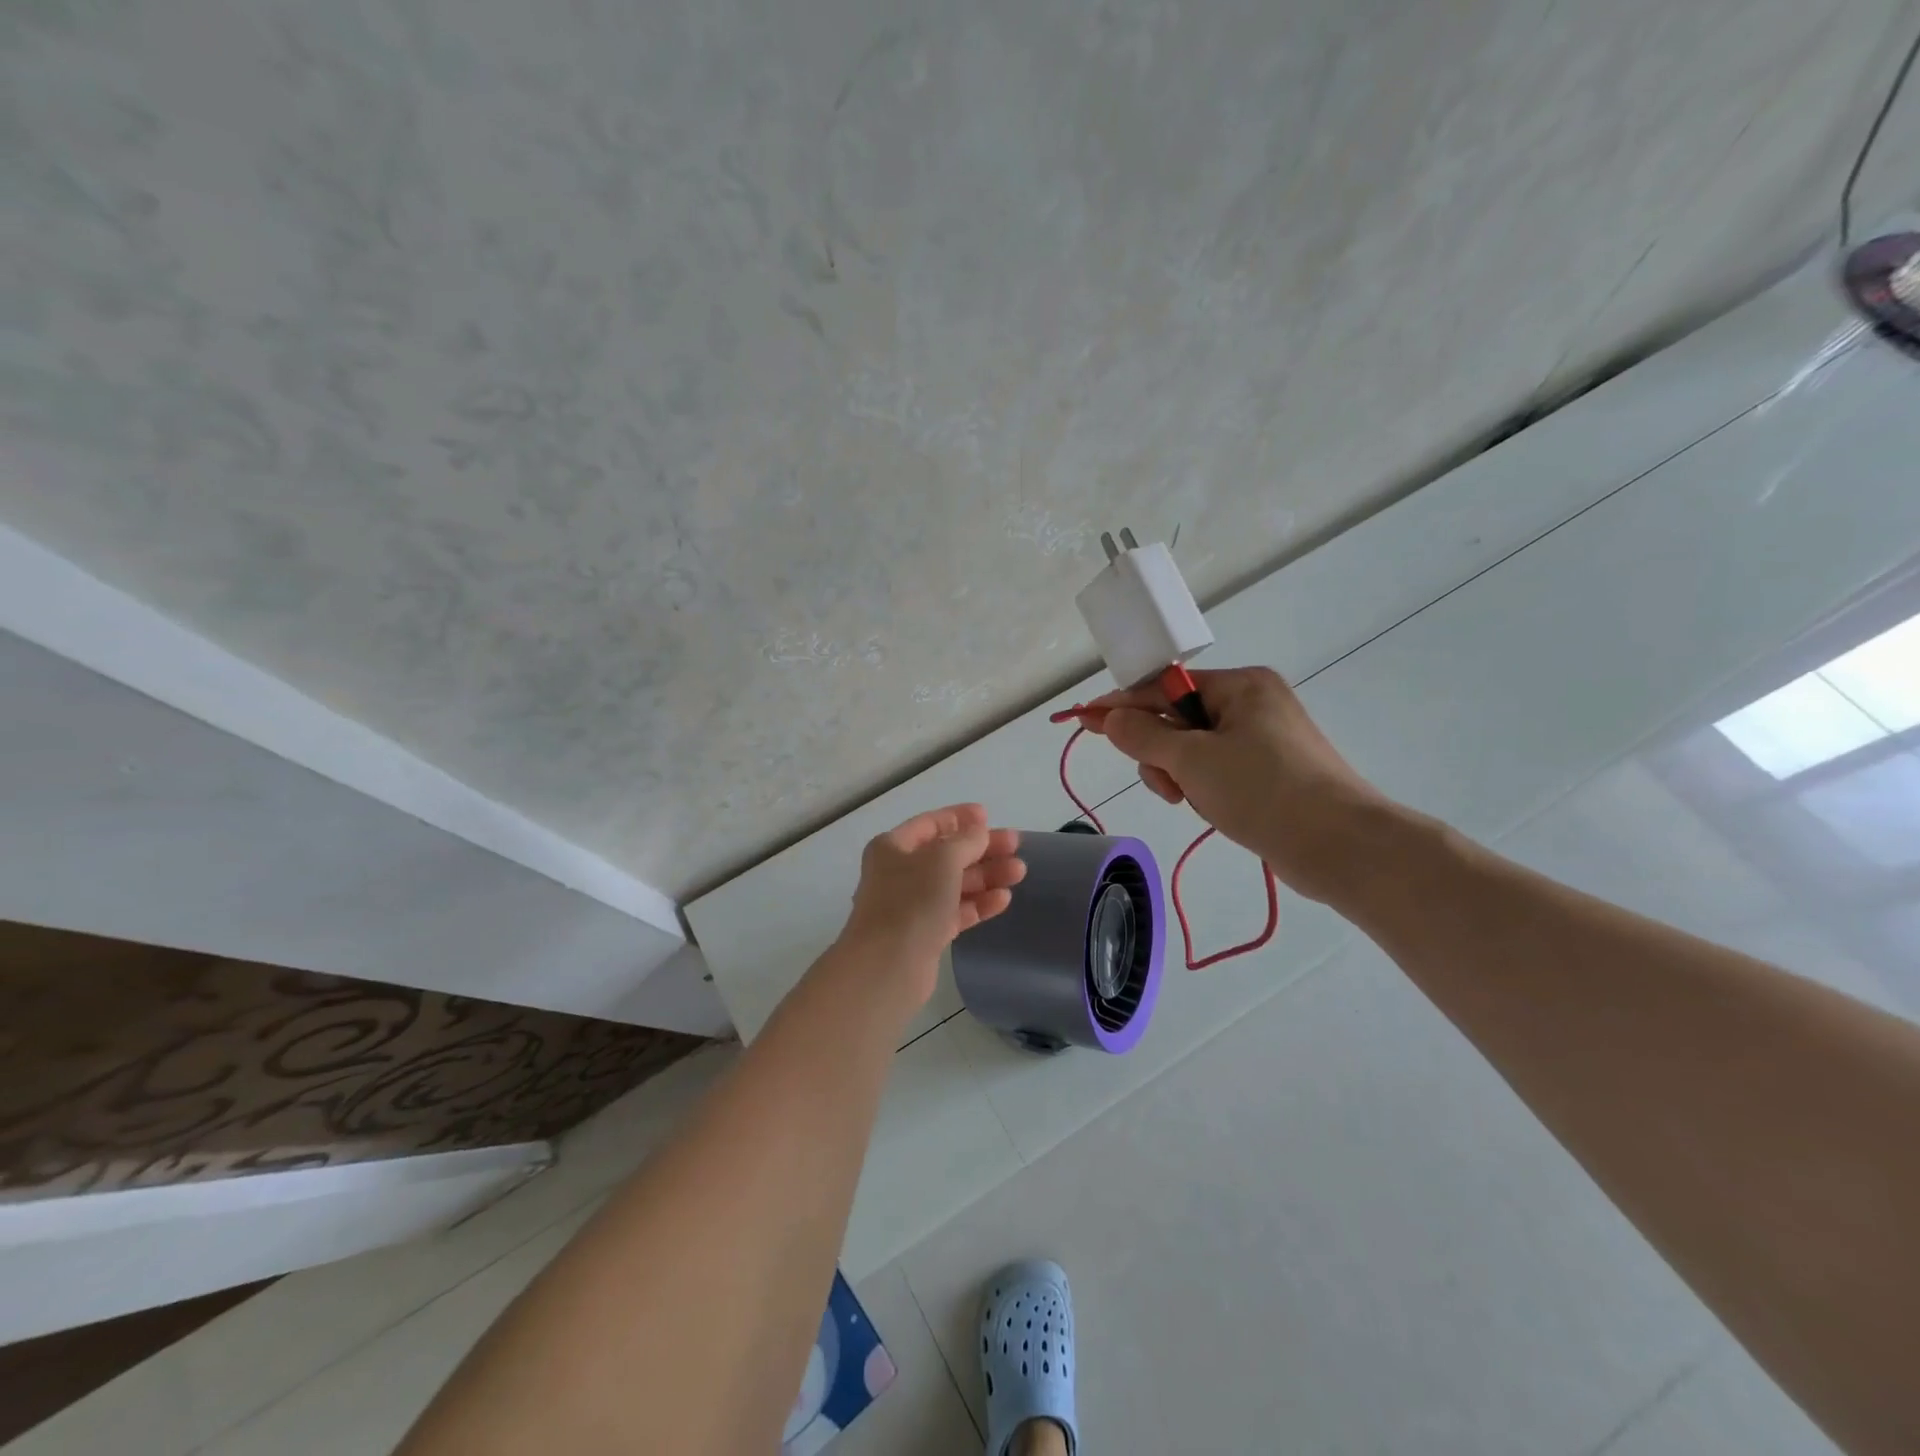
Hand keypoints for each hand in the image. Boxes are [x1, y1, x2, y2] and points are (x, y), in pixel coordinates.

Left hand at [834, 804, 1024, 1012]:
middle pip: (947, 854)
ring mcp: (912, 905)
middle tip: (1016, 846)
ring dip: (986, 876)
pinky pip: (956, 911)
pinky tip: (1003, 899)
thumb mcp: (943, 859)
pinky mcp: (925, 934)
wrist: (887, 966)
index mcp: (893, 847)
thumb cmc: (911, 901)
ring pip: (954, 883)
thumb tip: (979, 832)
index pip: (931, 824)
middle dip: (982, 849)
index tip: (989, 816)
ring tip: (1019, 872)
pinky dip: (978, 903)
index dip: (960, 818)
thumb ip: (966, 841)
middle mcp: (899, 873)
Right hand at [1079, 666, 1397, 903]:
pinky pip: (1218, 772)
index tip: (1084, 719)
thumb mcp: (1193, 760)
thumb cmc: (1264, 791)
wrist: (1341, 847)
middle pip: (1178, 721)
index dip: (1122, 704)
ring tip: (1195, 802)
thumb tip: (1111, 717)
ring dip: (1183, 777)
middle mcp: (1253, 704)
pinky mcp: (1271, 774)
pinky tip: (1215, 810)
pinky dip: (1206, 789)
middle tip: (1168, 785)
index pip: (1164, 688)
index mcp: (1240, 686)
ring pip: (1195, 752)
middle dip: (1163, 754)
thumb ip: (1144, 736)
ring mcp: (1265, 740)